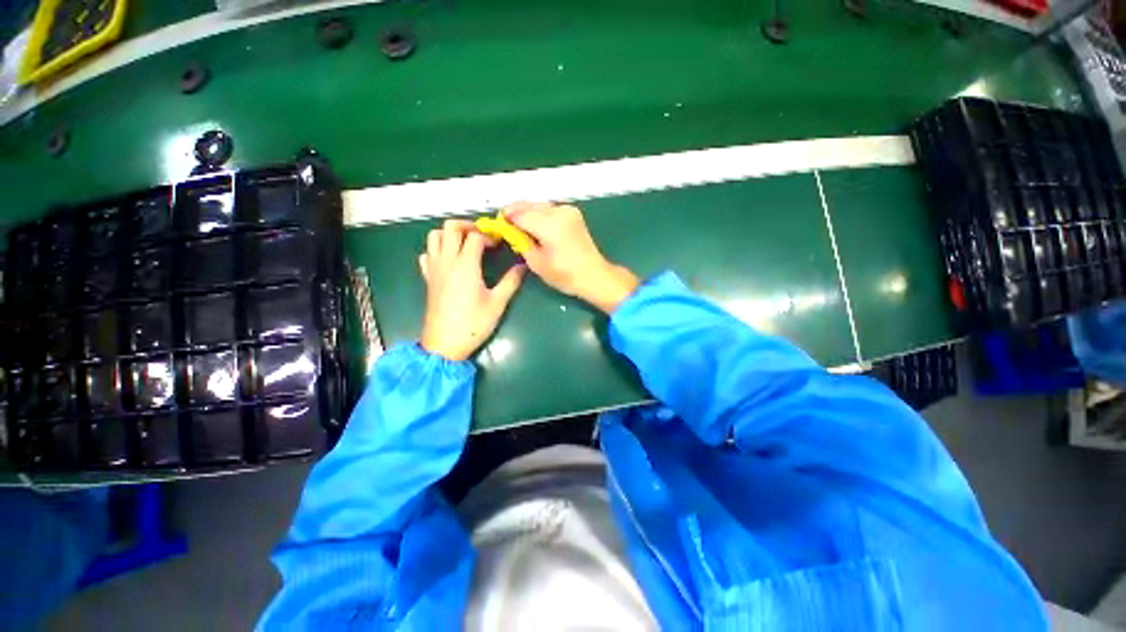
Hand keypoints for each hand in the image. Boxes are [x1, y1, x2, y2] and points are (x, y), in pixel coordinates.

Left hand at [418, 219, 524, 360]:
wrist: (444, 344)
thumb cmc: (473, 324)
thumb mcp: (497, 303)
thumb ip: (511, 281)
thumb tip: (523, 265)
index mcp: (465, 265)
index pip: (475, 236)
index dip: (489, 235)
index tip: (500, 244)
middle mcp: (446, 261)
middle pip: (450, 227)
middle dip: (468, 226)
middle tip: (483, 237)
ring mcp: (434, 269)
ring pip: (434, 236)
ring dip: (450, 234)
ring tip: (467, 244)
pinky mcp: (428, 278)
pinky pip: (427, 254)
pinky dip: (437, 249)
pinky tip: (451, 260)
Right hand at [504, 202, 637, 312]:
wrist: (594, 275)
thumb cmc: (565, 275)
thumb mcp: (536, 263)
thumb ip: (521, 242)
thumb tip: (511, 231)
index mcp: (549, 224)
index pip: (519, 214)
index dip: (506, 219)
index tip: (498, 225)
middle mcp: (559, 211)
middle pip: (529, 205)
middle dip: (516, 212)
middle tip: (506, 224)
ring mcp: (568, 210)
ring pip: (539, 205)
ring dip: (527, 212)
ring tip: (520, 226)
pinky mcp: (573, 213)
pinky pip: (550, 209)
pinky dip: (540, 214)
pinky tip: (536, 225)